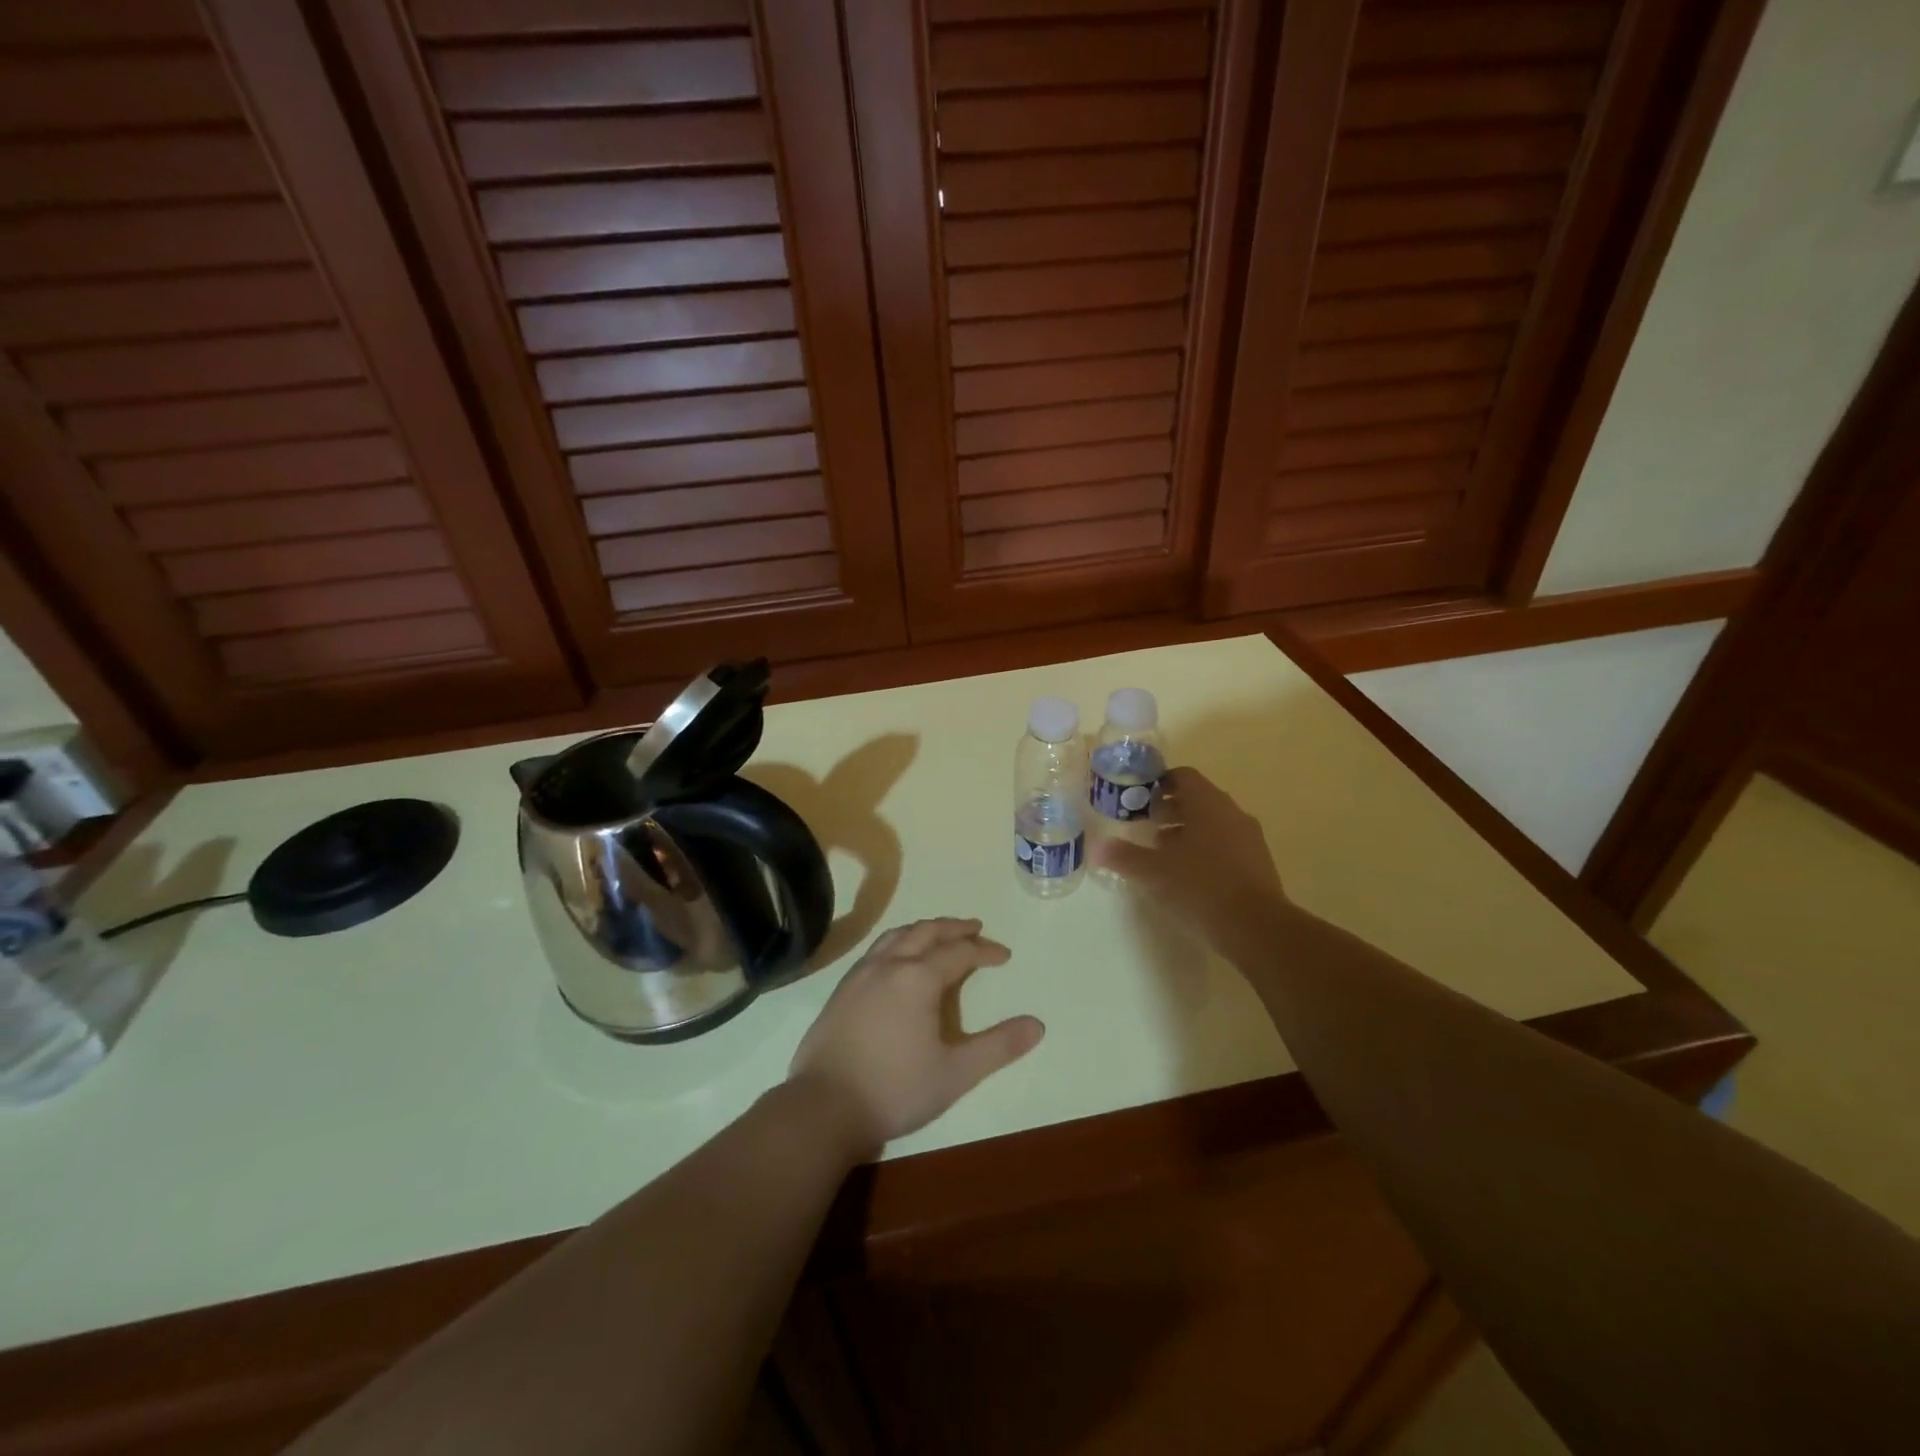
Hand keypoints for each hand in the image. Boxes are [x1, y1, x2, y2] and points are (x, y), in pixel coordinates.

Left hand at [788, 918, 1043, 1155]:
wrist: (823, 1107)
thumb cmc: (895, 1089)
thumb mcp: (956, 1073)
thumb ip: (998, 1046)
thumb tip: (1037, 1025)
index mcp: (918, 977)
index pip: (959, 952)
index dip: (985, 950)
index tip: (1004, 956)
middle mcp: (888, 964)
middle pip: (926, 932)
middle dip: (954, 928)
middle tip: (975, 928)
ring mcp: (860, 975)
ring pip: (896, 936)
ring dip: (923, 930)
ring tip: (939, 935)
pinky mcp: (841, 991)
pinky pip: (876, 951)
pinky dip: (898, 943)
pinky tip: (898, 961)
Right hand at [1090, 767, 1290, 964]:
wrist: (1256, 928)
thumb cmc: (1200, 887)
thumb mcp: (1153, 872)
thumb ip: (1124, 856)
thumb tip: (1098, 847)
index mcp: (1207, 803)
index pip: (1183, 776)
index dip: (1159, 783)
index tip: (1139, 798)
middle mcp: (1231, 813)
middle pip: (1198, 799)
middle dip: (1170, 809)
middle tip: (1145, 824)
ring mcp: (1249, 838)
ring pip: (1213, 823)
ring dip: (1187, 831)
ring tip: (1162, 852)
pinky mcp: (1258, 863)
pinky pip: (1226, 844)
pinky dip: (1205, 849)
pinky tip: (1188, 874)